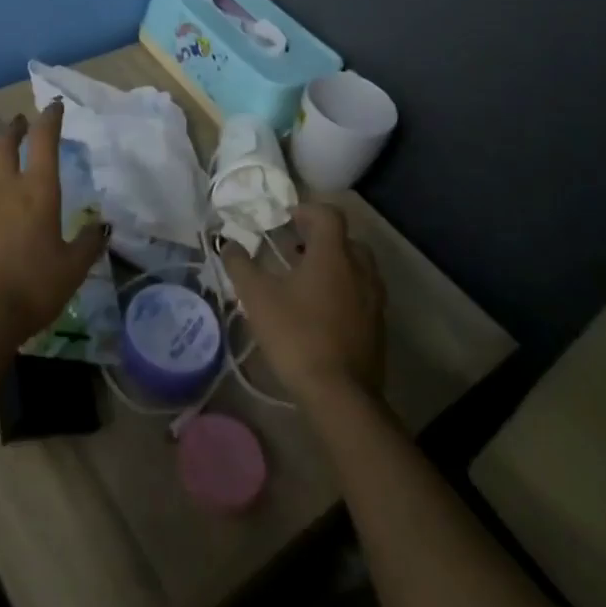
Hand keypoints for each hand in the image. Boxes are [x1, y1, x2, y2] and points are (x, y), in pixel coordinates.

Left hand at [0, 101, 107, 347]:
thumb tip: (103, 225)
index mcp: (39, 190)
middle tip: (22, 122)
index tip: (54, 106)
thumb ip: (89, 243)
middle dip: (15, 127)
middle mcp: (7, 186)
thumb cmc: (33, 285)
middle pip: (5, 142)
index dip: (50, 119)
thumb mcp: (73, 268)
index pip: (44, 141)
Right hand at [221, 202, 384, 407]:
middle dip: (321, 239)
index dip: (307, 210)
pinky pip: (363, 295)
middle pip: (346, 240)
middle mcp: (360, 270)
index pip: (328, 214)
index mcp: (333, 255)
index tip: (286, 220)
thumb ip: (240, 264)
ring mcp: (374, 300)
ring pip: (358, 268)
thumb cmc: (296, 335)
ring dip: (334, 266)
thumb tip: (227, 243)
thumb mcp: (256, 296)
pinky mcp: (378, 328)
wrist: (340, 395)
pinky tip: (320, 312)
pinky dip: (344, 291)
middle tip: (295, 250)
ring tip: (306, 281)